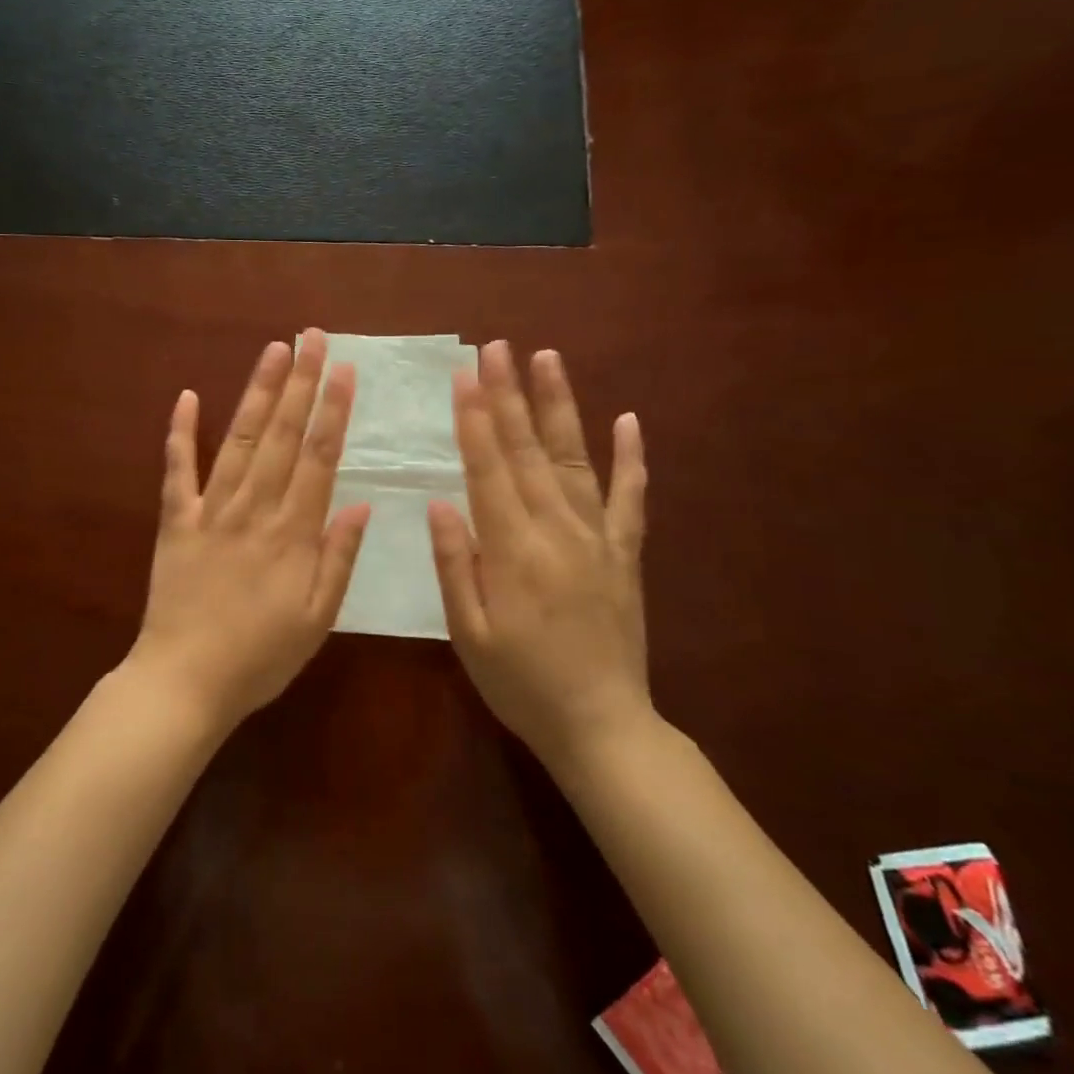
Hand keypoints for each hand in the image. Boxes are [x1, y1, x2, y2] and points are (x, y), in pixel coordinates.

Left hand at [127, 329, 370, 731]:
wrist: (184, 682)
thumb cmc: (260, 657)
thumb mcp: (317, 620)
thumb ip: (339, 559)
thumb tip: (361, 505)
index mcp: (292, 534)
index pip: (318, 458)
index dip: (332, 411)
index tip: (343, 370)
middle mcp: (253, 509)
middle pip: (282, 436)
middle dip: (300, 383)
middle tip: (311, 337)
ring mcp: (210, 511)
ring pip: (239, 440)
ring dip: (258, 393)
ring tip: (273, 351)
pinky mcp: (175, 521)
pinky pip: (177, 470)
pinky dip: (181, 432)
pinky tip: (187, 396)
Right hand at [428, 341, 651, 771]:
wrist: (602, 726)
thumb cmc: (521, 683)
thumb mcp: (470, 634)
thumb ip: (457, 564)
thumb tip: (441, 502)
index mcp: (515, 550)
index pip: (489, 470)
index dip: (476, 420)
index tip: (465, 377)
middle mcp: (558, 531)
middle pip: (527, 451)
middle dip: (509, 395)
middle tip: (496, 348)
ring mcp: (598, 538)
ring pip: (574, 459)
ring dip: (559, 406)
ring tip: (547, 359)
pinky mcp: (625, 553)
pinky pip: (631, 498)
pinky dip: (632, 458)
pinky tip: (628, 420)